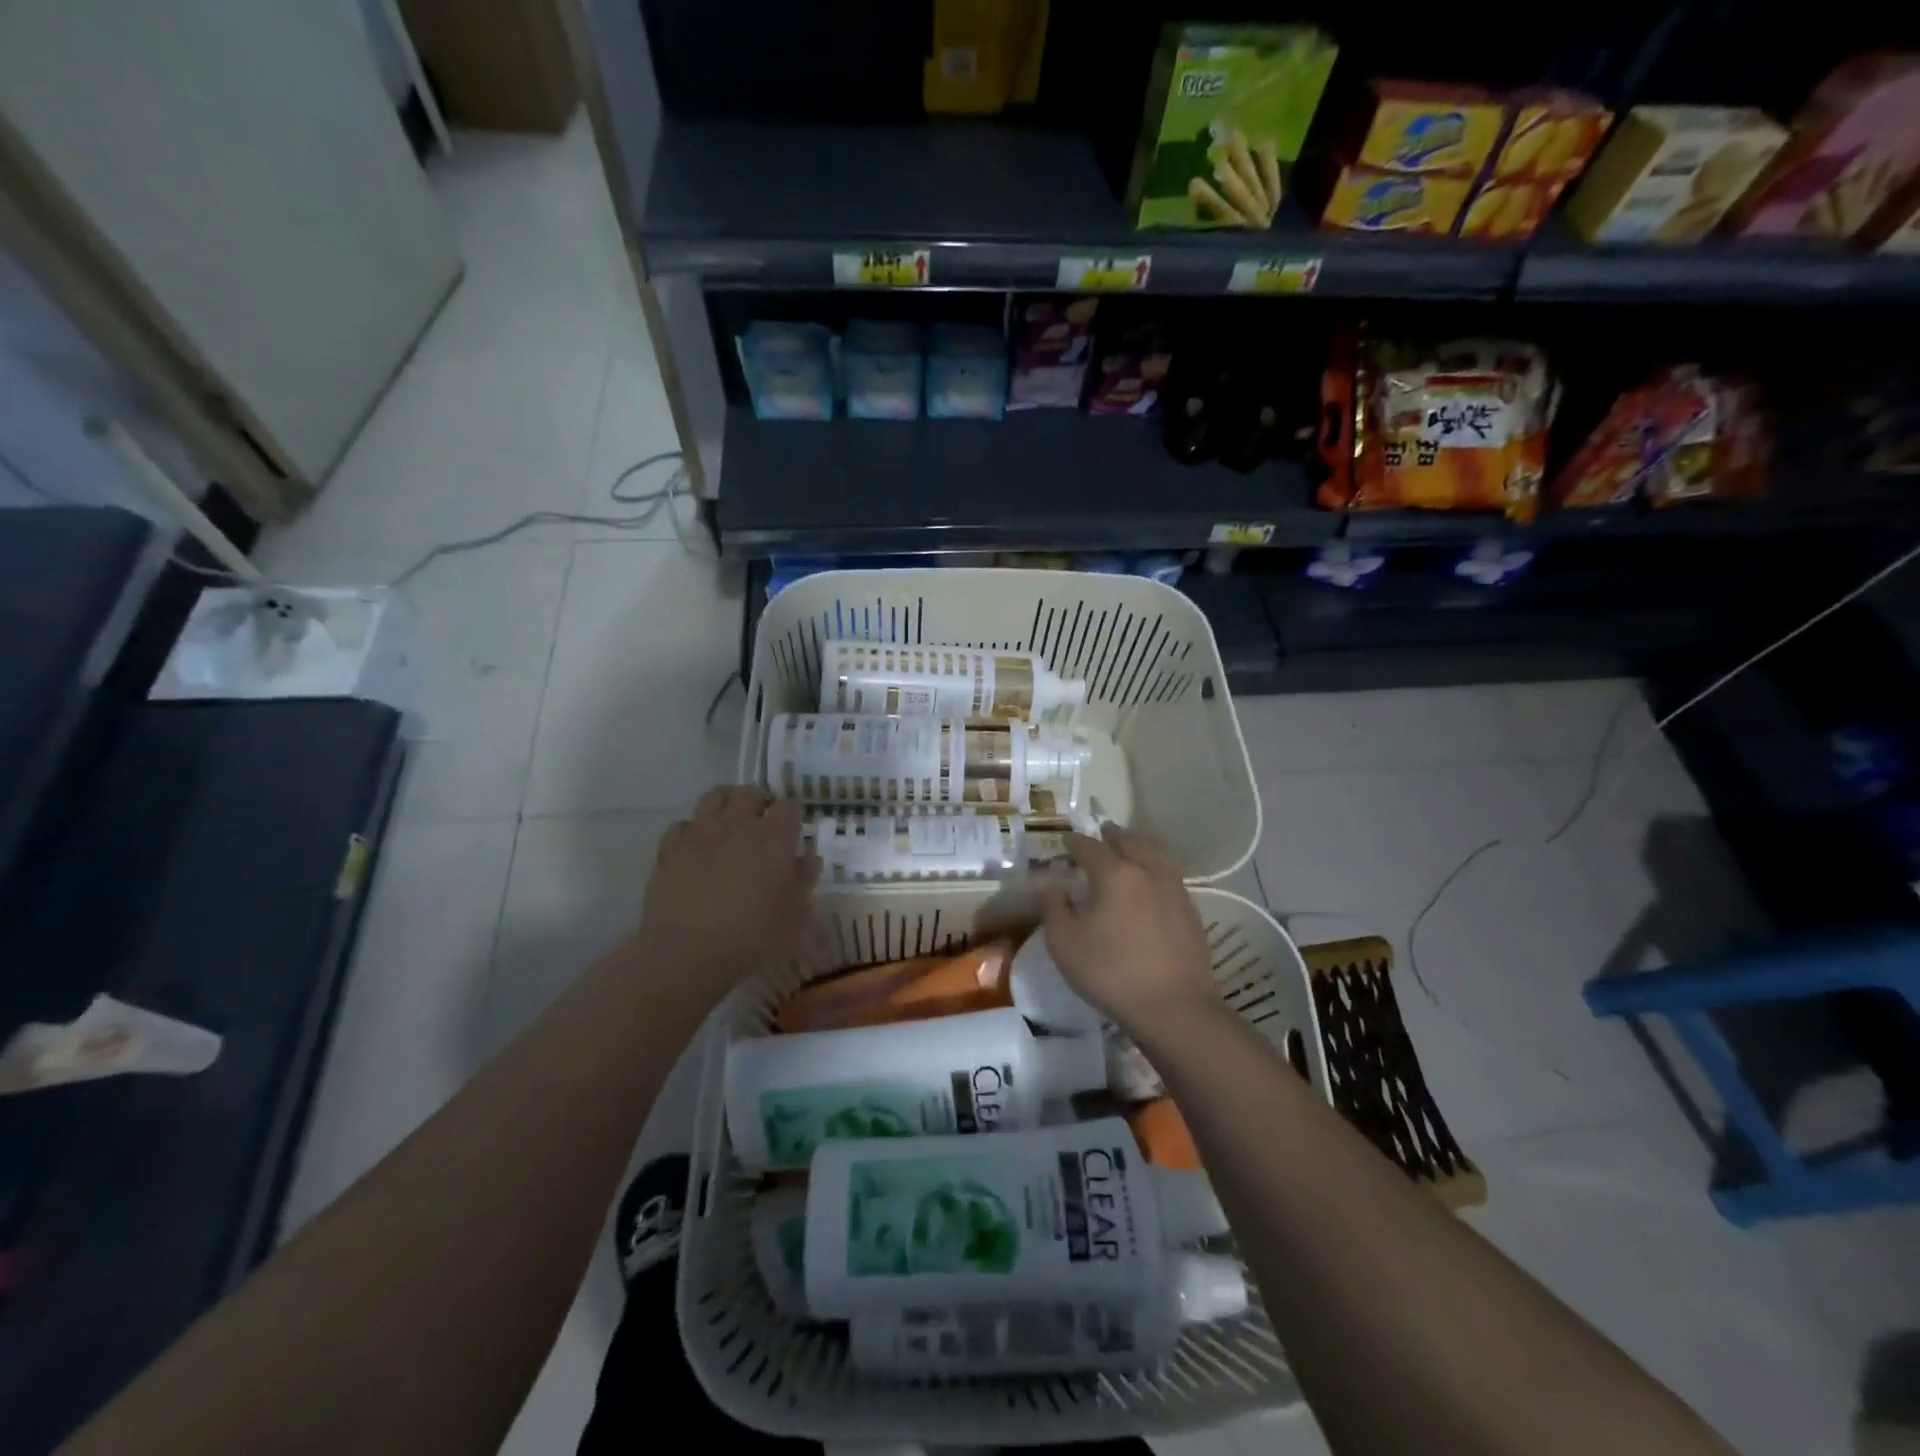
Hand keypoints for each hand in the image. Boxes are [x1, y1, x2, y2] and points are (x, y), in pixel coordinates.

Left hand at [638, 788, 818, 990]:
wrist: (687, 953)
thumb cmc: (753, 937)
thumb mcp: (796, 917)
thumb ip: (804, 881)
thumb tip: (807, 858)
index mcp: (774, 838)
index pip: (788, 806)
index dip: (793, 814)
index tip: (793, 828)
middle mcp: (738, 825)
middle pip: (749, 793)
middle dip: (759, 802)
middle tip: (762, 822)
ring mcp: (700, 833)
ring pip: (714, 797)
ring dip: (726, 804)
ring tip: (730, 823)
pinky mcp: (670, 849)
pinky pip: (683, 825)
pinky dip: (693, 830)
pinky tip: (697, 848)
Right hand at [1036, 825, 1220, 1031]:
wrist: (1173, 1007)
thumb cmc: (1110, 972)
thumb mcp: (1065, 943)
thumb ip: (1053, 907)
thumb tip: (1044, 880)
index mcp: (1115, 873)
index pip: (1089, 847)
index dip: (1074, 842)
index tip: (1064, 841)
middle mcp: (1147, 871)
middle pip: (1130, 841)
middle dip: (1113, 835)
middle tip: (1102, 833)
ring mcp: (1174, 889)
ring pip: (1156, 854)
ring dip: (1139, 845)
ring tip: (1130, 848)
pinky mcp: (1190, 911)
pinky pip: (1170, 875)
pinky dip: (1156, 867)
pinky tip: (1151, 882)